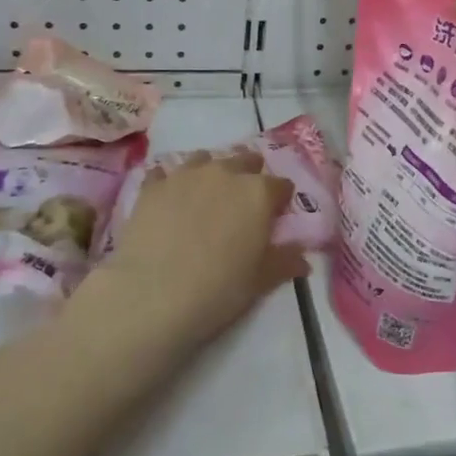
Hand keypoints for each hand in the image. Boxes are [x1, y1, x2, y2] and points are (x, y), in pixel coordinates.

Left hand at [77, 150, 299, 353]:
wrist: (151, 295)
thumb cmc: (217, 290)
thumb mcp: (259, 282)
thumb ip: (284, 262)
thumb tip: (303, 259)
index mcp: (258, 193)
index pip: (282, 185)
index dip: (281, 201)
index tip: (275, 218)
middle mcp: (225, 173)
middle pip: (245, 160)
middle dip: (249, 176)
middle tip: (242, 204)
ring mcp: (185, 175)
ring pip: (205, 159)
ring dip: (211, 174)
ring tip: (205, 198)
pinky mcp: (152, 186)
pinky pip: (165, 174)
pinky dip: (171, 183)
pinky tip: (168, 202)